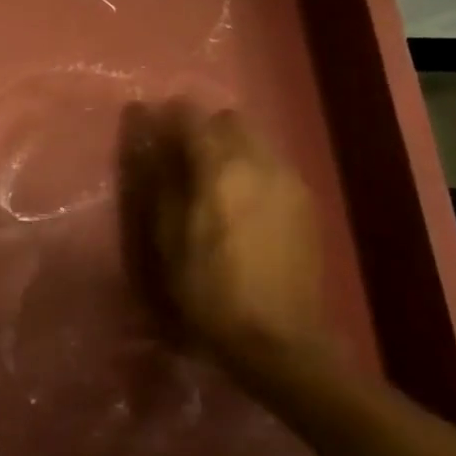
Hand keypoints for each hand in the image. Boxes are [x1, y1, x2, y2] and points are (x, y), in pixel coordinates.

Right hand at [117, 100, 331, 384]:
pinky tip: (240, 202)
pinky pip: (273, 164)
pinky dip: (251, 166)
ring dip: (229, 146)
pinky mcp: (306, 203)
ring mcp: (290, 181)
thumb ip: (161, 181)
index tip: (149, 126)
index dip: (167, 116)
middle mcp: (261, 163)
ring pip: (256, 140)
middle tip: (179, 156)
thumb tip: (151, 143)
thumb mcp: (168, 238)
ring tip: (209, 181)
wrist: (277, 339)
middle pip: (230, 120)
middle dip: (203, 128)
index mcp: (222, 169)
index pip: (192, 117)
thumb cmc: (209, 290)